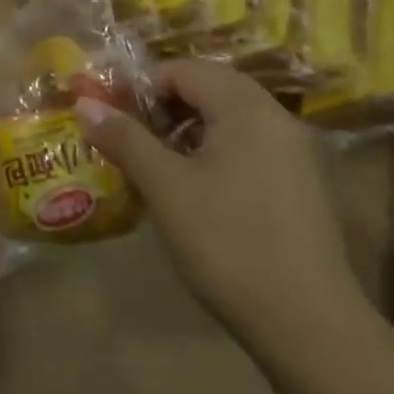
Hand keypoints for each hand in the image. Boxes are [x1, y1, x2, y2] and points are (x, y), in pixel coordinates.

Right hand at [76, 61, 363, 346]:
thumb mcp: (165, 187)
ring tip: (155, 166)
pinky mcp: (301, 185)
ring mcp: (294, 152)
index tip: (112, 118)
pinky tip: (195, 191)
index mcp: (245, 107)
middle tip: (130, 140)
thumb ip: (125, 139)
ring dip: (188, 130)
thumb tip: (85, 103)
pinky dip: (215, 153)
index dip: (141, 87)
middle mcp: (275, 117)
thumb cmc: (228, 242)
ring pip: (230, 119)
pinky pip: (249, 147)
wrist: (308, 323)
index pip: (183, 70)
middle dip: (164, 107)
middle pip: (210, 88)